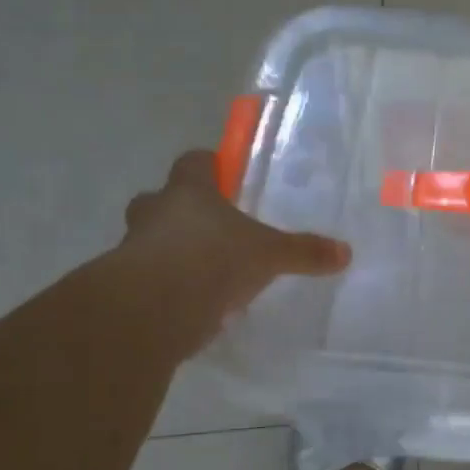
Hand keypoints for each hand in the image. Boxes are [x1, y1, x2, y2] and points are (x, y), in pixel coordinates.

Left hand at [115, 149, 350, 360]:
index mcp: (190, 191)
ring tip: (203, 271)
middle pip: (161, 198)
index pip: (194, 162)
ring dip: (169, 250)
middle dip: (181, 210)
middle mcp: (156, 211)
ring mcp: (133, 247)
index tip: (225, 177)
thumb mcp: (270, 255)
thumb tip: (346, 252)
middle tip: (210, 227)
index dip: (210, 166)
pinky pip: (146, 278)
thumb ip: (304, 251)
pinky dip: (165, 286)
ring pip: (149, 239)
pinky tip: (190, 304)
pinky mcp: (124, 286)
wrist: (153, 308)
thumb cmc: (214, 260)